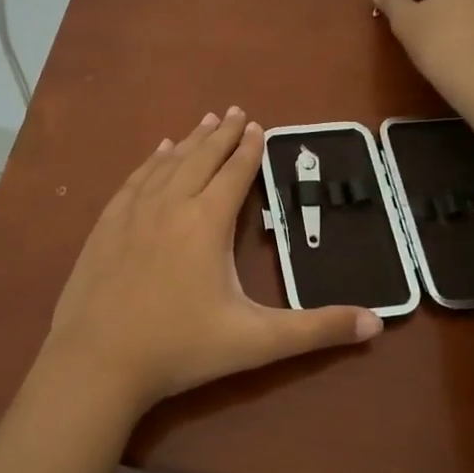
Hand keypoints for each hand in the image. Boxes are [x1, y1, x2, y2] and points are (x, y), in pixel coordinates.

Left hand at [43, 107, 382, 414]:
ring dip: (188, 141)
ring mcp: (132, 212)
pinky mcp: (106, 225)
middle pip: (200, 158)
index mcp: (206, 222)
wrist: (97, 361)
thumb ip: (315, 330)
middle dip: (221, 134)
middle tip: (234, 111)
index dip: (249, 149)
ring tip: (203, 122)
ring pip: (167, 163)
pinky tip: (157, 152)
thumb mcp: (255, 342)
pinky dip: (151, 161)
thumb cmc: (179, 349)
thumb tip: (376, 323)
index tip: (257, 126)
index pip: (233, 174)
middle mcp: (170, 204)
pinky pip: (135, 180)